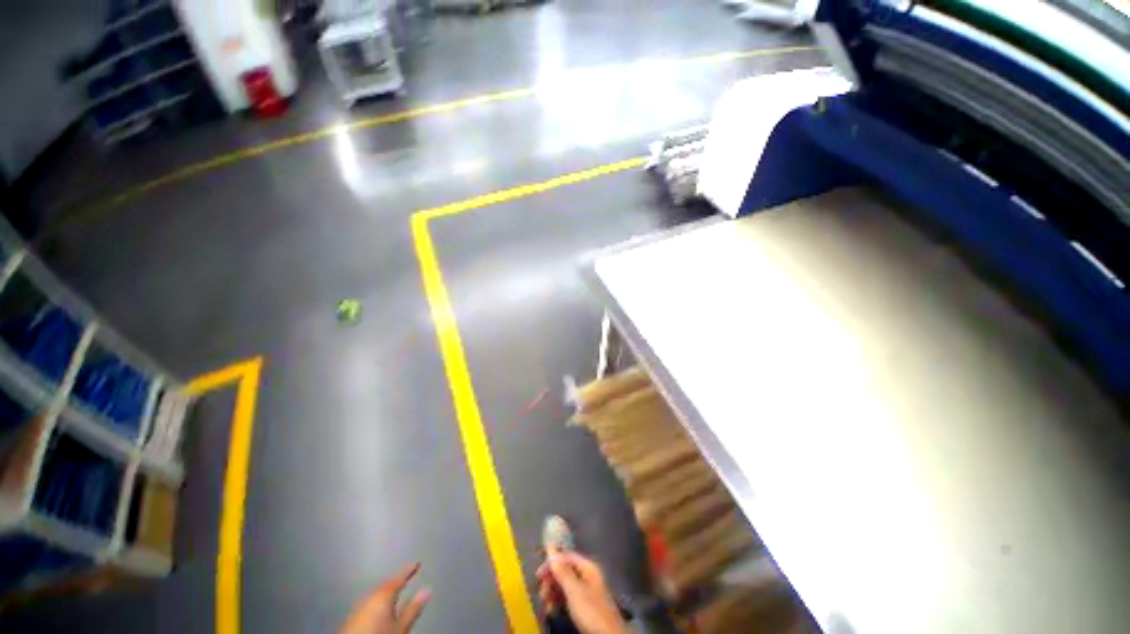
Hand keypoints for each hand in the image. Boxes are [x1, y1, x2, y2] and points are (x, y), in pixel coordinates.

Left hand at [341, 563, 430, 633]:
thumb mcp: (401, 626)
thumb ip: (413, 608)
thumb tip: (427, 590)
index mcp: (384, 593)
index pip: (400, 577)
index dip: (409, 570)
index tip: (417, 564)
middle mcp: (369, 596)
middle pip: (385, 585)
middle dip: (395, 582)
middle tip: (406, 578)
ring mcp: (358, 607)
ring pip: (375, 595)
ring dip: (385, 593)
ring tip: (394, 595)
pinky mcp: (350, 618)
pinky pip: (367, 605)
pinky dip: (375, 604)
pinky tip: (378, 610)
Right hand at [537, 549, 628, 633]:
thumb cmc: (591, 611)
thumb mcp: (575, 591)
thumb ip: (563, 571)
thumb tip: (551, 548)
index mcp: (588, 567)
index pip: (567, 557)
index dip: (552, 562)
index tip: (539, 575)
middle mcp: (587, 575)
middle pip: (565, 570)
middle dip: (552, 580)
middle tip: (542, 593)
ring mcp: (586, 590)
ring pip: (565, 584)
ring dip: (553, 592)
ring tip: (546, 605)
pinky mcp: (584, 604)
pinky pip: (568, 597)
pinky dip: (558, 601)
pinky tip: (552, 610)